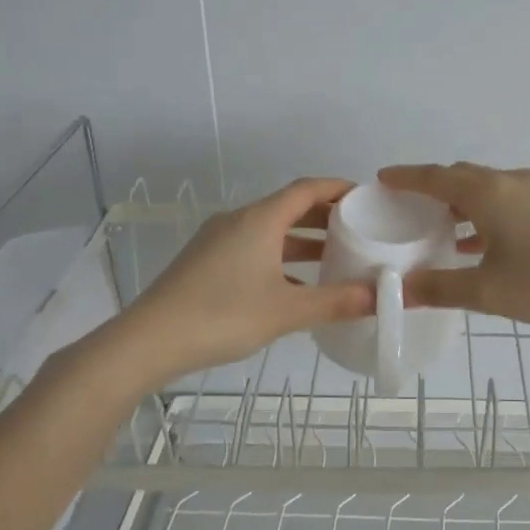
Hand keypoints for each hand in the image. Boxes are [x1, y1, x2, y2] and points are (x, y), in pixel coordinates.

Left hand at [120, 177, 373, 377]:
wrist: (147, 341)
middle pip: (288, 206)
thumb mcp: (286, 311)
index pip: (307, 189)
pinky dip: (279, 255)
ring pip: (269, 229)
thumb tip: (382, 296)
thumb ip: (336, 302)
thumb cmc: (222, 316)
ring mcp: (217, 240)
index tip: (365, 196)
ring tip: (333, 256)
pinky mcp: (204, 261)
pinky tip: (292, 283)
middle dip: (324, 215)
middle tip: (357, 228)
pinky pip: (252, 246)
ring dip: (301, 238)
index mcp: (260, 219)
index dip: (337, 188)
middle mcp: (238, 220)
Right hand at [377, 162, 529, 324]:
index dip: (407, 177)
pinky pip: (507, 199)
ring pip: (487, 188)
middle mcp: (510, 181)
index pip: (435, 177)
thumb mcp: (488, 291)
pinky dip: (485, 213)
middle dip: (432, 187)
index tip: (383, 179)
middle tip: (408, 206)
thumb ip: (440, 289)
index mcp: (488, 193)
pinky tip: (482, 242)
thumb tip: (398, 290)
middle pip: (461, 176)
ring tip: (440, 228)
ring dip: (461, 203)